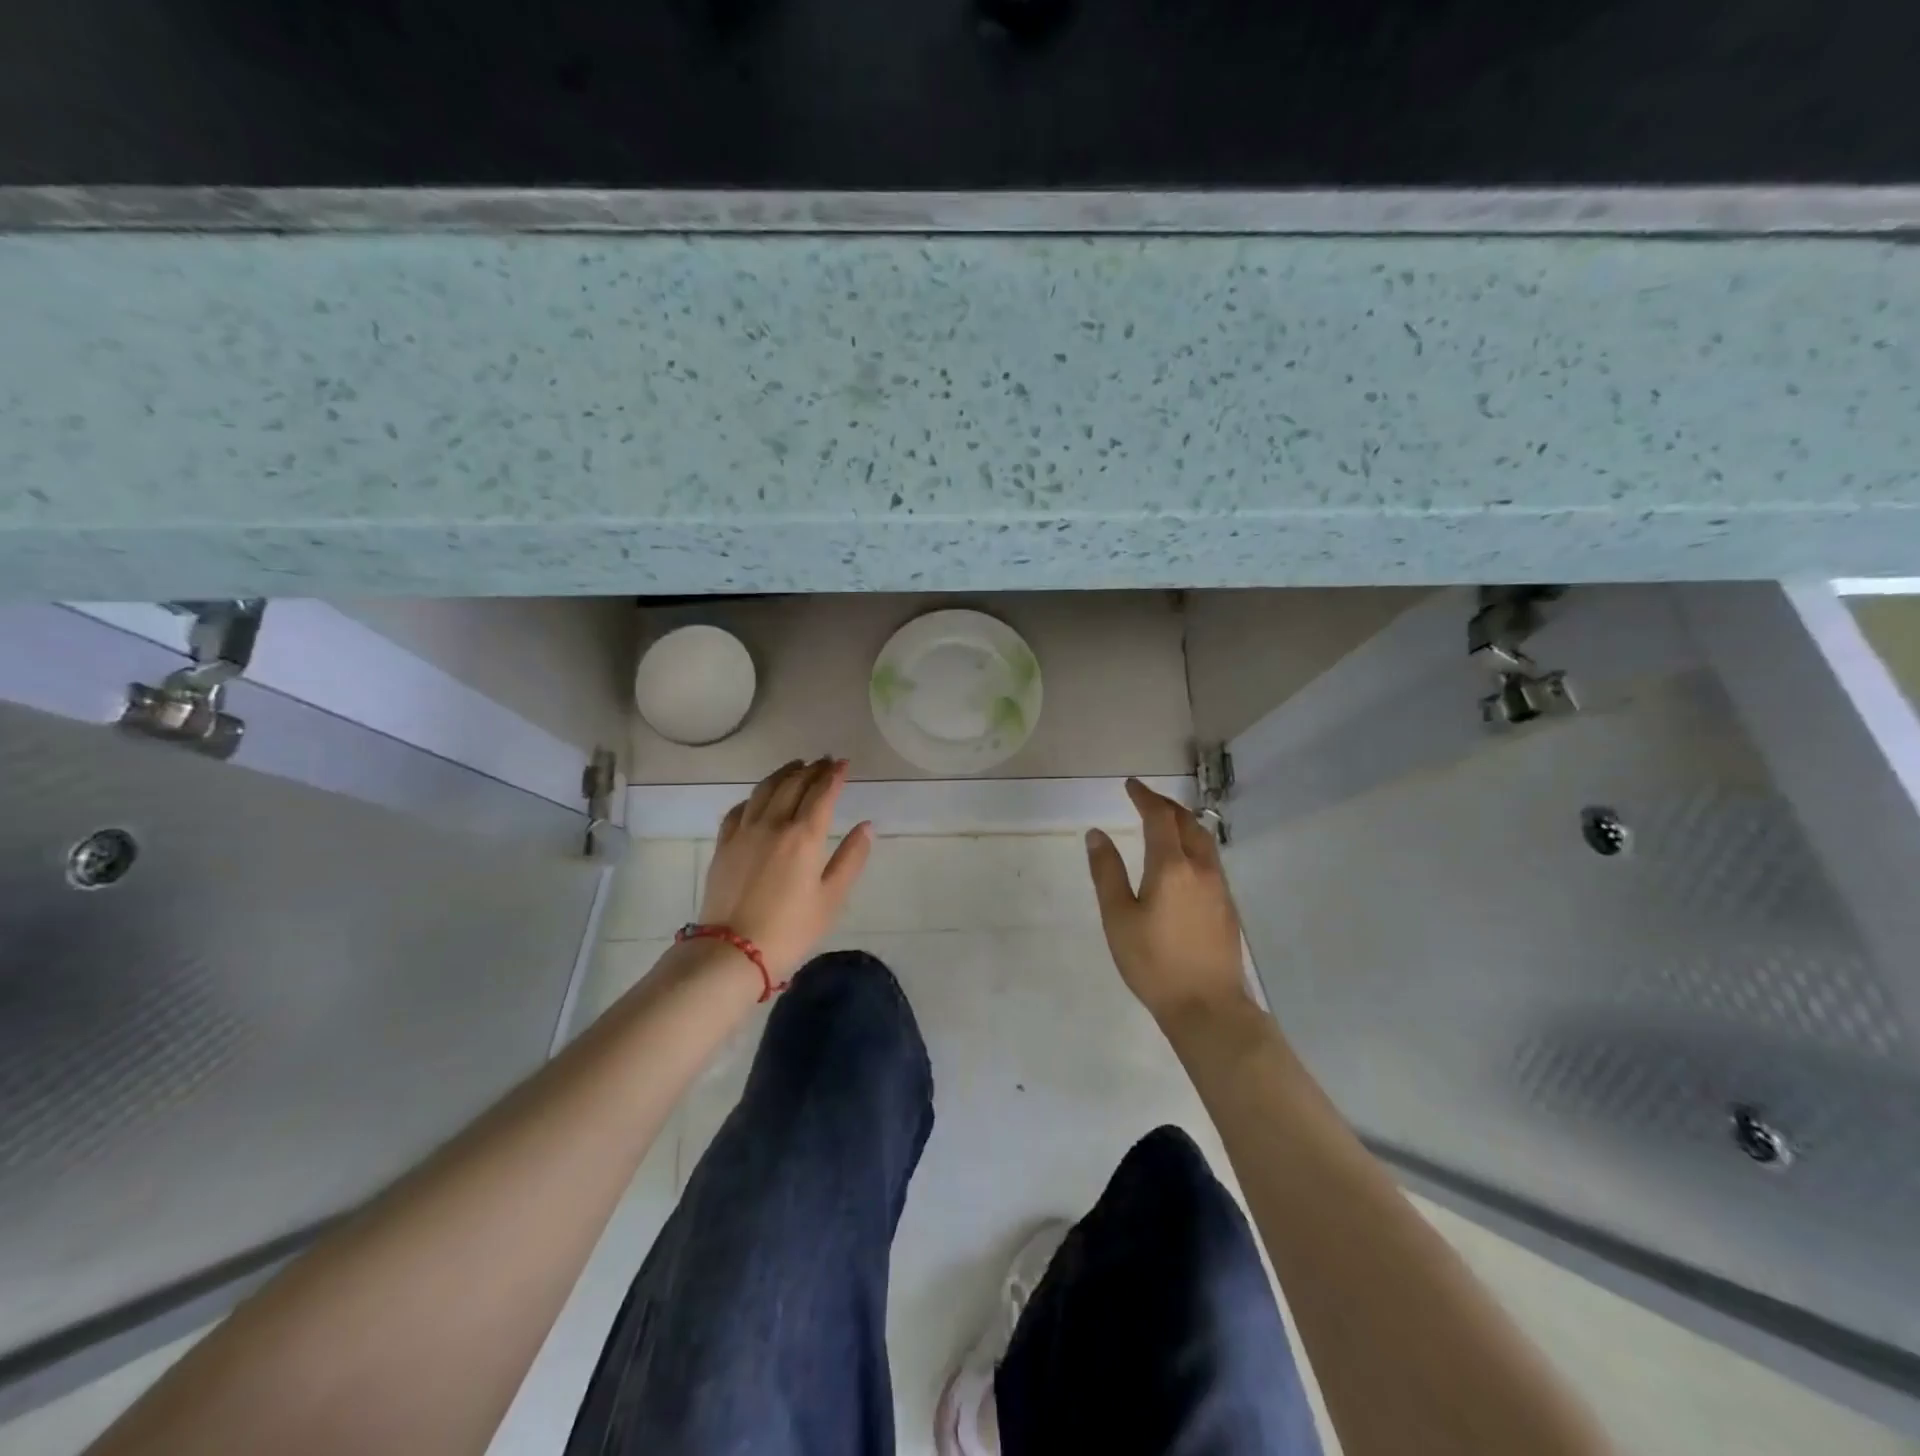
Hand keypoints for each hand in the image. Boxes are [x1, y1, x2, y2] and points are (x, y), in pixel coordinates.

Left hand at [698, 757, 872, 982]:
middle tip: (823, 761)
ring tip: (795, 766)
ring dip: (782, 774)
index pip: (822, 794)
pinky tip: (758, 798)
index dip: (834, 776)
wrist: (732, 951)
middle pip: (793, 785)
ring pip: (764, 790)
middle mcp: (773, 824)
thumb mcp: (831, 899)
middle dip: (811, 769)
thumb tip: (866, 826)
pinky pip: (738, 809)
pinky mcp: (723, 845)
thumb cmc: (790, 929)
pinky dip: (754, 797)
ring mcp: (743, 832)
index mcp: (804, 836)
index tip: (843, 763)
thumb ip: (851, 859)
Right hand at [1086, 777, 1251, 1024]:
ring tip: (1165, 822)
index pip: (1159, 818)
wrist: (1208, 1006)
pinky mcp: (1227, 906)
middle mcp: (1201, 868)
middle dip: (1166, 806)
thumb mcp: (1118, 918)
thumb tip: (1096, 834)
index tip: (1131, 785)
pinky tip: (1184, 859)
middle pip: (1187, 822)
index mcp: (1171, 867)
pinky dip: (1194, 844)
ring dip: (1184, 822)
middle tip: (1146, 799)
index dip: (1145, 797)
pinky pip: (1211, 859)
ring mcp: (1219, 887)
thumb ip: (1107, 872)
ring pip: (1204, 840)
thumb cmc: (1154, 962)